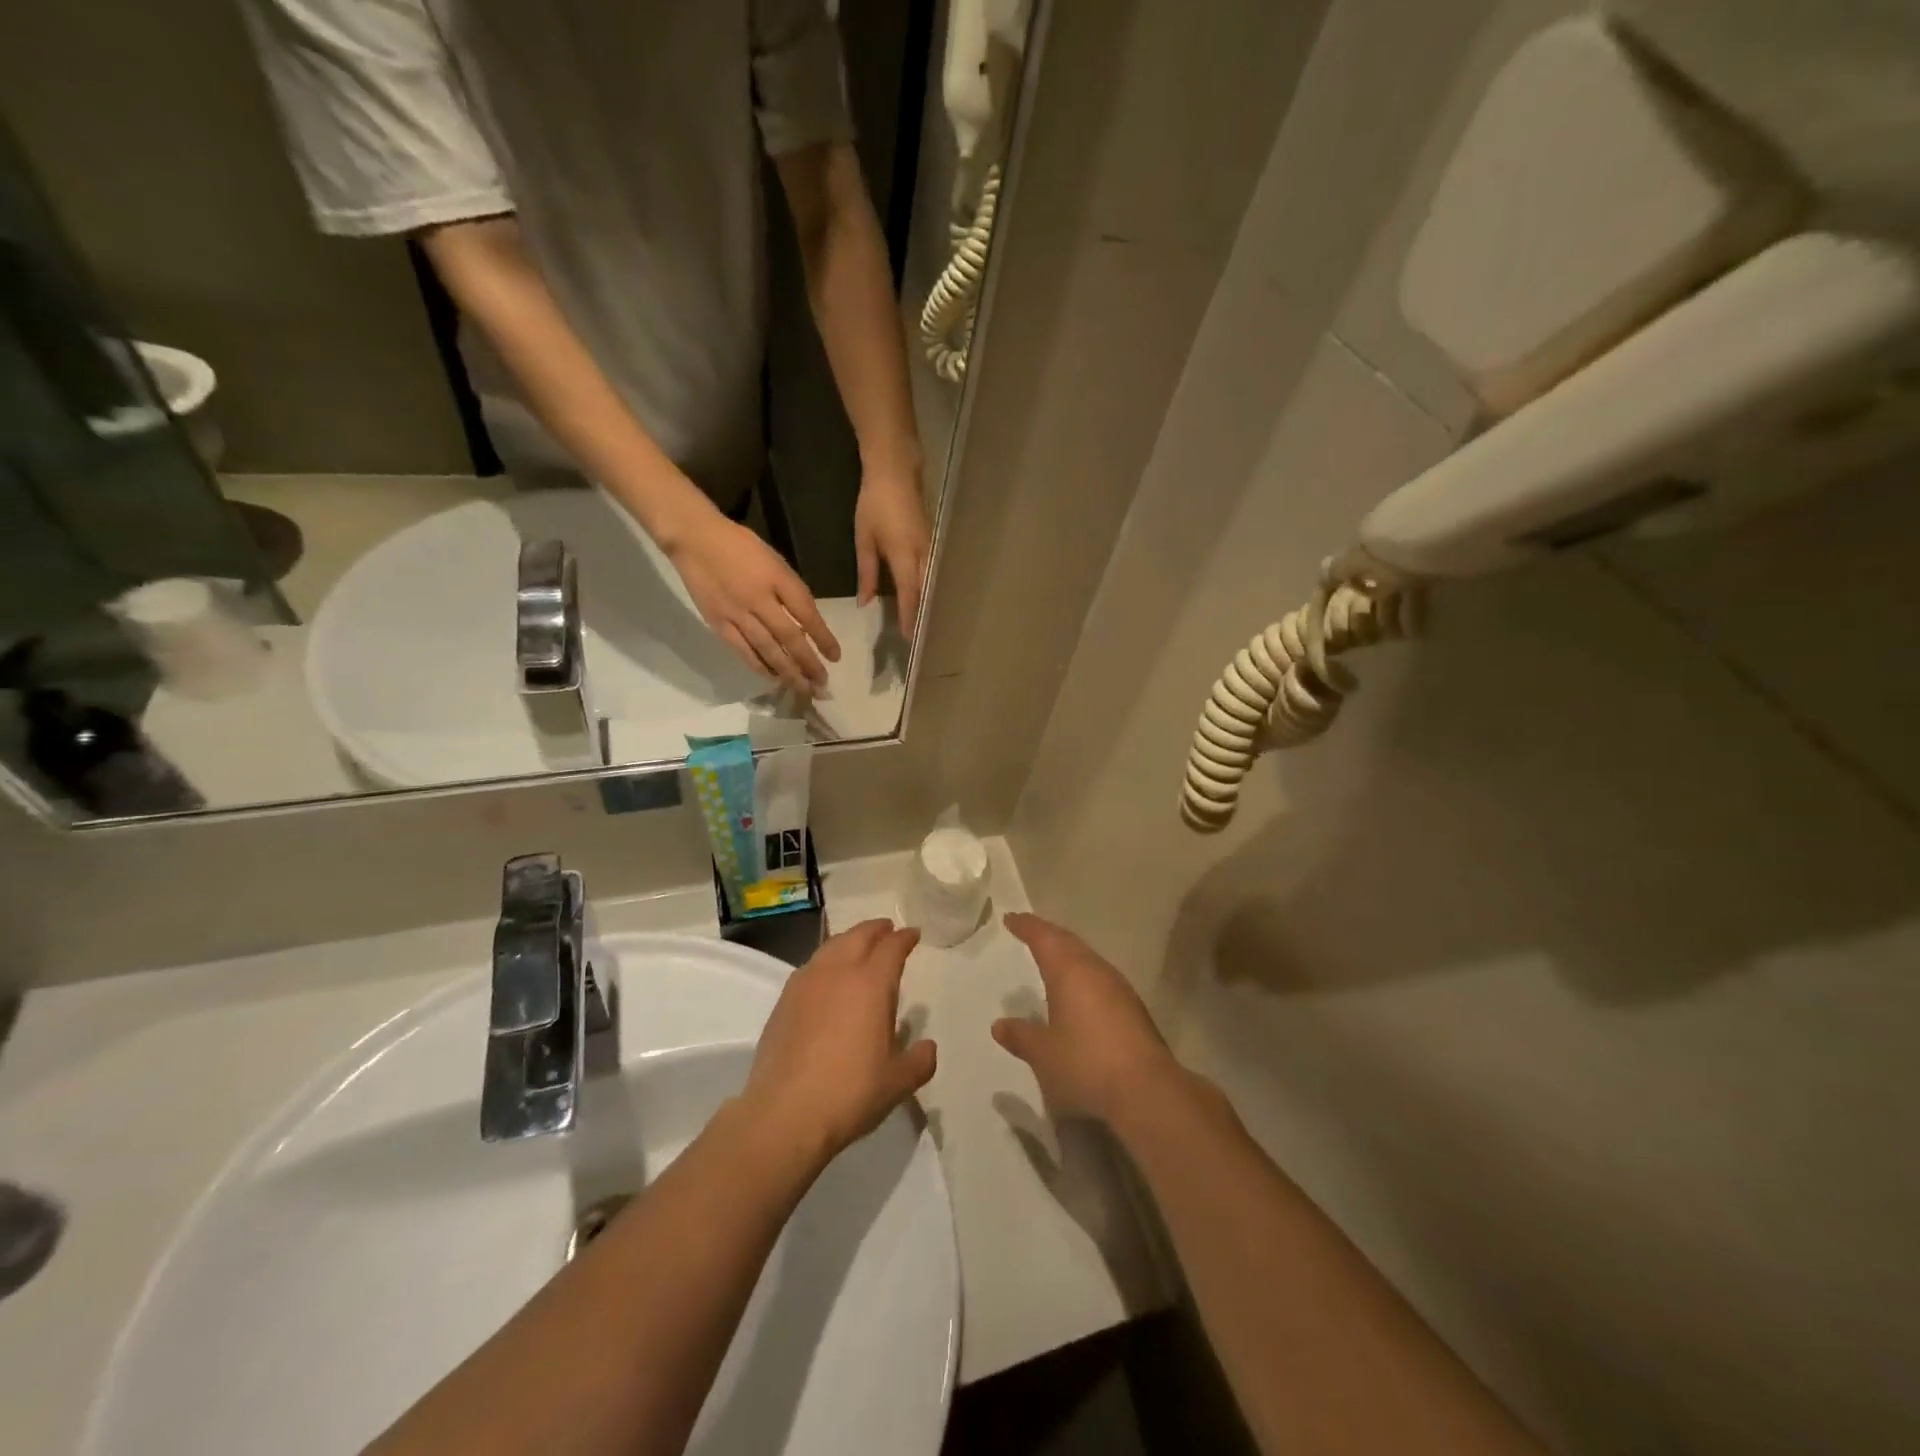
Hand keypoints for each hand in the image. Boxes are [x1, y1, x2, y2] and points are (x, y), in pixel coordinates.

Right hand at [667, 511, 840, 694]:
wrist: (695, 539)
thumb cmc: (740, 545)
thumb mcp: (775, 560)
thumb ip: (790, 590)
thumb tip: (806, 621)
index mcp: (777, 578)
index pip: (807, 613)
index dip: (823, 637)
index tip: (835, 657)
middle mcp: (760, 599)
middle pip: (789, 638)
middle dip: (808, 663)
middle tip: (822, 684)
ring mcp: (737, 614)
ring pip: (768, 649)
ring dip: (787, 672)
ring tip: (803, 688)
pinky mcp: (719, 623)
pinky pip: (743, 650)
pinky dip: (759, 666)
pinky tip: (773, 678)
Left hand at [742, 920, 936, 1163]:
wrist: (785, 1114)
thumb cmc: (850, 1093)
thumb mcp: (897, 1082)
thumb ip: (919, 1060)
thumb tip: (927, 1047)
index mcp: (871, 984)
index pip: (891, 948)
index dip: (904, 938)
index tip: (913, 935)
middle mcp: (838, 972)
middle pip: (859, 936)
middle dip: (876, 929)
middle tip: (887, 930)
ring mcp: (806, 983)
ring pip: (831, 946)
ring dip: (849, 940)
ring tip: (858, 947)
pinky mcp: (784, 1001)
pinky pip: (811, 966)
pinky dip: (826, 961)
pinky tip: (827, 977)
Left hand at [854, 467, 930, 638]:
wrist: (896, 470)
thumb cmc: (875, 504)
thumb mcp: (864, 540)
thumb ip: (867, 573)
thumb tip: (866, 602)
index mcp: (905, 557)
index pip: (909, 596)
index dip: (908, 617)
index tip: (908, 637)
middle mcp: (923, 556)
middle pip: (925, 593)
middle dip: (921, 614)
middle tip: (917, 635)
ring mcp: (931, 548)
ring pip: (930, 583)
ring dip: (926, 602)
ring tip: (920, 621)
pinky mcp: (931, 541)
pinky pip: (931, 571)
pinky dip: (926, 586)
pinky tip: (921, 595)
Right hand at [994, 913, 1183, 1125]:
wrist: (1147, 1090)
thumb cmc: (1086, 1063)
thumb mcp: (1044, 1053)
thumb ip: (1021, 1036)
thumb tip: (1000, 1025)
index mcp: (1070, 971)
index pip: (1044, 937)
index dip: (1026, 926)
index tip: (1011, 918)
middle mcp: (1096, 970)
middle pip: (1068, 942)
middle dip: (1047, 935)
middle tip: (1029, 931)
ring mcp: (1119, 988)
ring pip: (1087, 959)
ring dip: (1068, 954)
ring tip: (1051, 959)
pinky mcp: (1133, 1009)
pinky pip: (1100, 979)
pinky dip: (1083, 975)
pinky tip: (1079, 993)